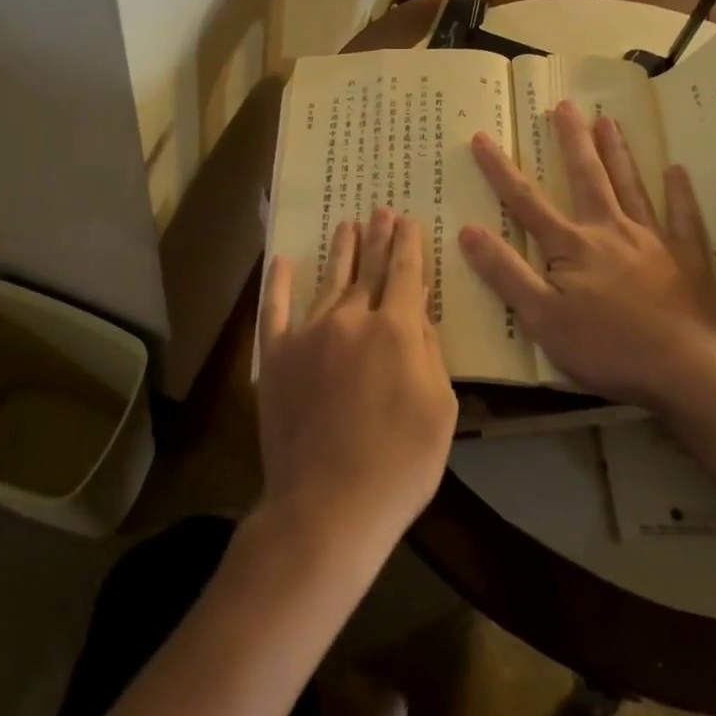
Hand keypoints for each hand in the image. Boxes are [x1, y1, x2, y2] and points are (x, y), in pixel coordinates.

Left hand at [256, 208, 457, 564]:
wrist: (329, 504)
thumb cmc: (399, 463)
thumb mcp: (439, 408)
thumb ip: (428, 352)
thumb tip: (416, 314)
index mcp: (395, 329)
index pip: (405, 273)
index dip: (408, 244)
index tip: (408, 220)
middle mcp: (351, 319)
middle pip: (368, 268)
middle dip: (378, 238)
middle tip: (381, 211)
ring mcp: (308, 334)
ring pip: (329, 281)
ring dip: (341, 251)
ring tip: (348, 225)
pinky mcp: (276, 356)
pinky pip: (275, 309)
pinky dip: (279, 283)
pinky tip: (283, 260)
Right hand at [457, 100, 715, 416]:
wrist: (690, 370)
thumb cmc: (608, 348)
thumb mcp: (542, 318)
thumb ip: (506, 272)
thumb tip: (468, 230)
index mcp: (573, 246)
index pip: (526, 202)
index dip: (500, 170)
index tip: (481, 136)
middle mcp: (611, 231)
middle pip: (587, 177)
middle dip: (572, 140)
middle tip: (564, 105)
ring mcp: (653, 241)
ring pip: (631, 186)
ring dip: (617, 152)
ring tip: (608, 119)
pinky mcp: (688, 259)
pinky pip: (683, 218)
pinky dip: (680, 194)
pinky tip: (677, 171)